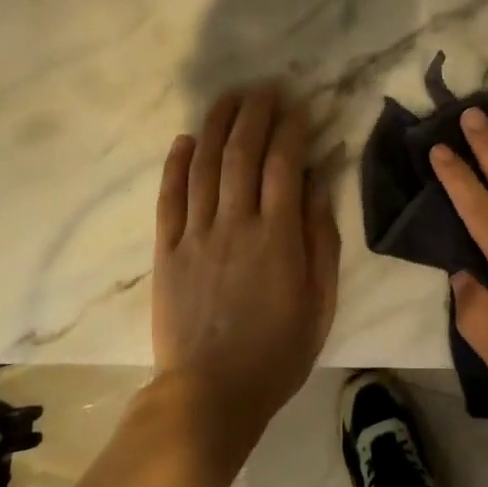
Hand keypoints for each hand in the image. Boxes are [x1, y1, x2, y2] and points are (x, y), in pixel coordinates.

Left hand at [152, 86, 340, 449]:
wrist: (209, 397)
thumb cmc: (277, 351)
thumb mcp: (320, 300)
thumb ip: (321, 238)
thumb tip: (318, 184)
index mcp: (277, 236)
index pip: (284, 164)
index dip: (292, 129)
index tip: (300, 106)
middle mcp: (234, 224)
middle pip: (241, 154)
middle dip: (254, 114)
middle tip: (265, 88)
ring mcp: (195, 236)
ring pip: (203, 166)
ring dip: (216, 126)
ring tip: (228, 97)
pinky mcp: (166, 252)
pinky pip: (169, 199)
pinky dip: (175, 165)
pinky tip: (183, 140)